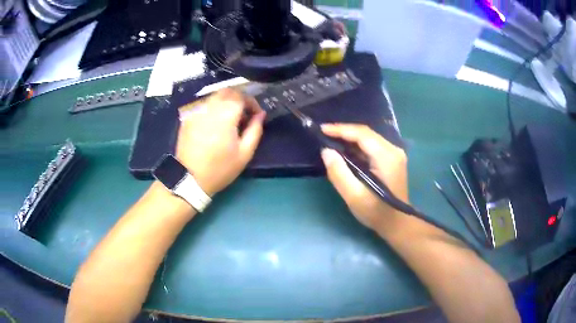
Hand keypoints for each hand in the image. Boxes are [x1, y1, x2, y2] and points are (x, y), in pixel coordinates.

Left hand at [176, 89, 265, 195]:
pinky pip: (203, 104)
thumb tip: (261, 114)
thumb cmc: (220, 169)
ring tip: (229, 119)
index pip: (241, 95)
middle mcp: (209, 107)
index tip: (255, 115)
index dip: (252, 102)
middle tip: (243, 114)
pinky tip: (214, 123)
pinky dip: (213, 108)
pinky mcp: (187, 117)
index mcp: (225, 115)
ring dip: (226, 102)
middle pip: (227, 91)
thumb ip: (255, 130)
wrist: (189, 179)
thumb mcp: (244, 153)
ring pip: (214, 96)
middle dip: (239, 98)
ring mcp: (196, 111)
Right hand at [320, 124, 407, 231]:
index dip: (341, 129)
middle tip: (324, 134)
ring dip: (350, 138)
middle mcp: (393, 150)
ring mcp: (394, 154)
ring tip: (331, 140)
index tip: (322, 129)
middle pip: (366, 133)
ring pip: (369, 138)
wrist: (397, 223)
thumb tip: (326, 151)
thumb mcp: (354, 196)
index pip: (362, 134)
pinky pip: (372, 146)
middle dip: (344, 131)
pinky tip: (346, 150)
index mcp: (386, 157)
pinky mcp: (392, 159)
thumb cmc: (376, 212)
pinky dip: (358, 146)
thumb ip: (339, 173)